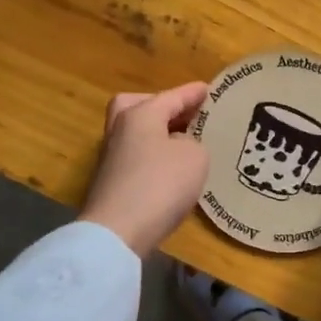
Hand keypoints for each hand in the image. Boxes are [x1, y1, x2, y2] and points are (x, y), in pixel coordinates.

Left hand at [79, 83, 209, 257]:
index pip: (171, 96)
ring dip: (157, 134)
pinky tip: (171, 170)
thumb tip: (179, 146)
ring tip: (184, 143)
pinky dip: (153, 157)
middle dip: (162, 107)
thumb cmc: (161, 184)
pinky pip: (136, 157)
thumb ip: (193, 143)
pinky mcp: (110, 182)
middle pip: (138, 106)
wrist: (118, 231)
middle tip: (185, 115)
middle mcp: (120, 129)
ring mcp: (111, 157)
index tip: (209, 89)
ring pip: (135, 133)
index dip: (193, 93)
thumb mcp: (195, 157)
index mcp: (140, 115)